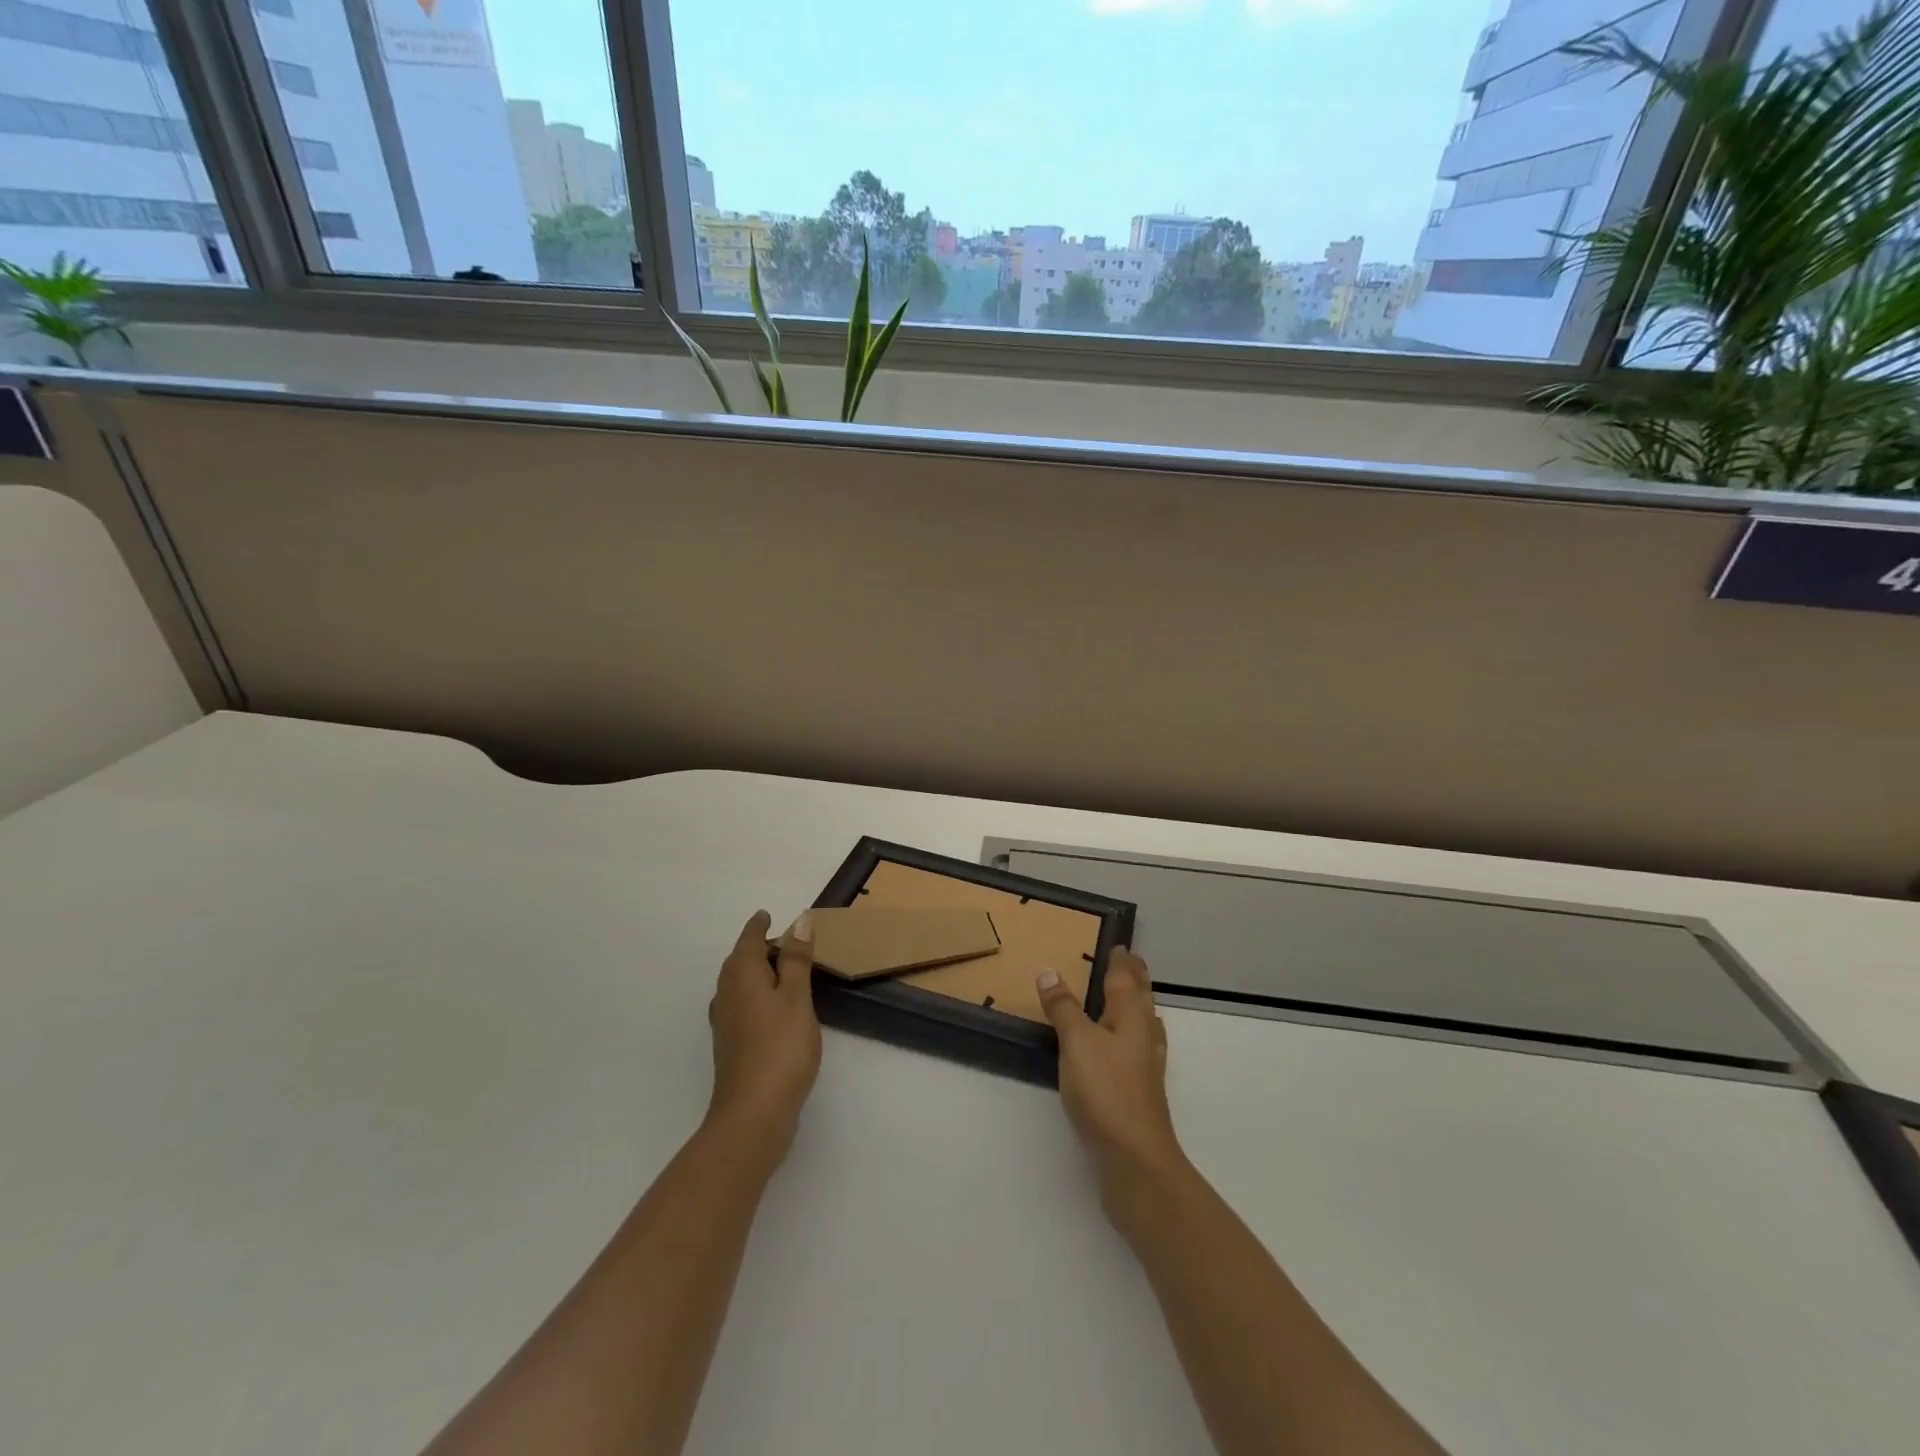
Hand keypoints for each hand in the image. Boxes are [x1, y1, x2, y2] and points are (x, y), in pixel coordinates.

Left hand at [706, 910, 821, 1157]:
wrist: (753, 1114)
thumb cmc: (780, 1047)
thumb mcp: (797, 997)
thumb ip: (797, 960)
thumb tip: (799, 922)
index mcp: (741, 975)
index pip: (749, 940)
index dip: (759, 926)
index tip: (767, 914)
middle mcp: (726, 993)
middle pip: (739, 961)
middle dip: (757, 947)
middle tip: (782, 940)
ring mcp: (725, 1022)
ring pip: (739, 984)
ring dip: (757, 972)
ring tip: (781, 969)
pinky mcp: (731, 1045)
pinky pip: (742, 1004)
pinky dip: (757, 995)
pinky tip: (772, 1008)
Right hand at [1037, 949, 1186, 1196]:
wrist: (1135, 1159)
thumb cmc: (1105, 1090)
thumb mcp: (1076, 1042)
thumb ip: (1062, 1007)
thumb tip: (1048, 970)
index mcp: (1129, 1018)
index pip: (1125, 980)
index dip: (1121, 962)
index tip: (1121, 946)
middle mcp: (1143, 1037)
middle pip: (1141, 1000)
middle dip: (1135, 980)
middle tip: (1131, 963)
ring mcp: (1146, 1067)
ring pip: (1144, 1025)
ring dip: (1137, 1007)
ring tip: (1133, 999)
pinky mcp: (1142, 1092)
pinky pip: (1140, 1050)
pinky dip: (1133, 1037)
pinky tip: (1127, 1050)